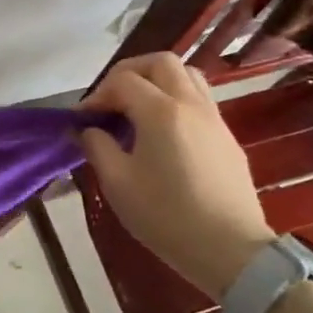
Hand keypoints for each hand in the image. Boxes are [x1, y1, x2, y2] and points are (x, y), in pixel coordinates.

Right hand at [78, 53, 273, 299]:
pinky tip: (160, 131)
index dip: (96, 95)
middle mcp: (191, 105)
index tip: (82, 120)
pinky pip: (199, 99)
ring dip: (156, 81)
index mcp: (161, 112)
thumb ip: (97, 147)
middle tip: (109, 99)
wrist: (230, 250)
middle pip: (160, 62)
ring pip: (186, 75)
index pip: (123, 82)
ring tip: (135, 108)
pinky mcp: (226, 137)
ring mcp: (214, 119)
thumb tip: (86, 130)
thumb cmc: (166, 216)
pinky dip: (174, 99)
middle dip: (128, 73)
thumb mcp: (117, 183)